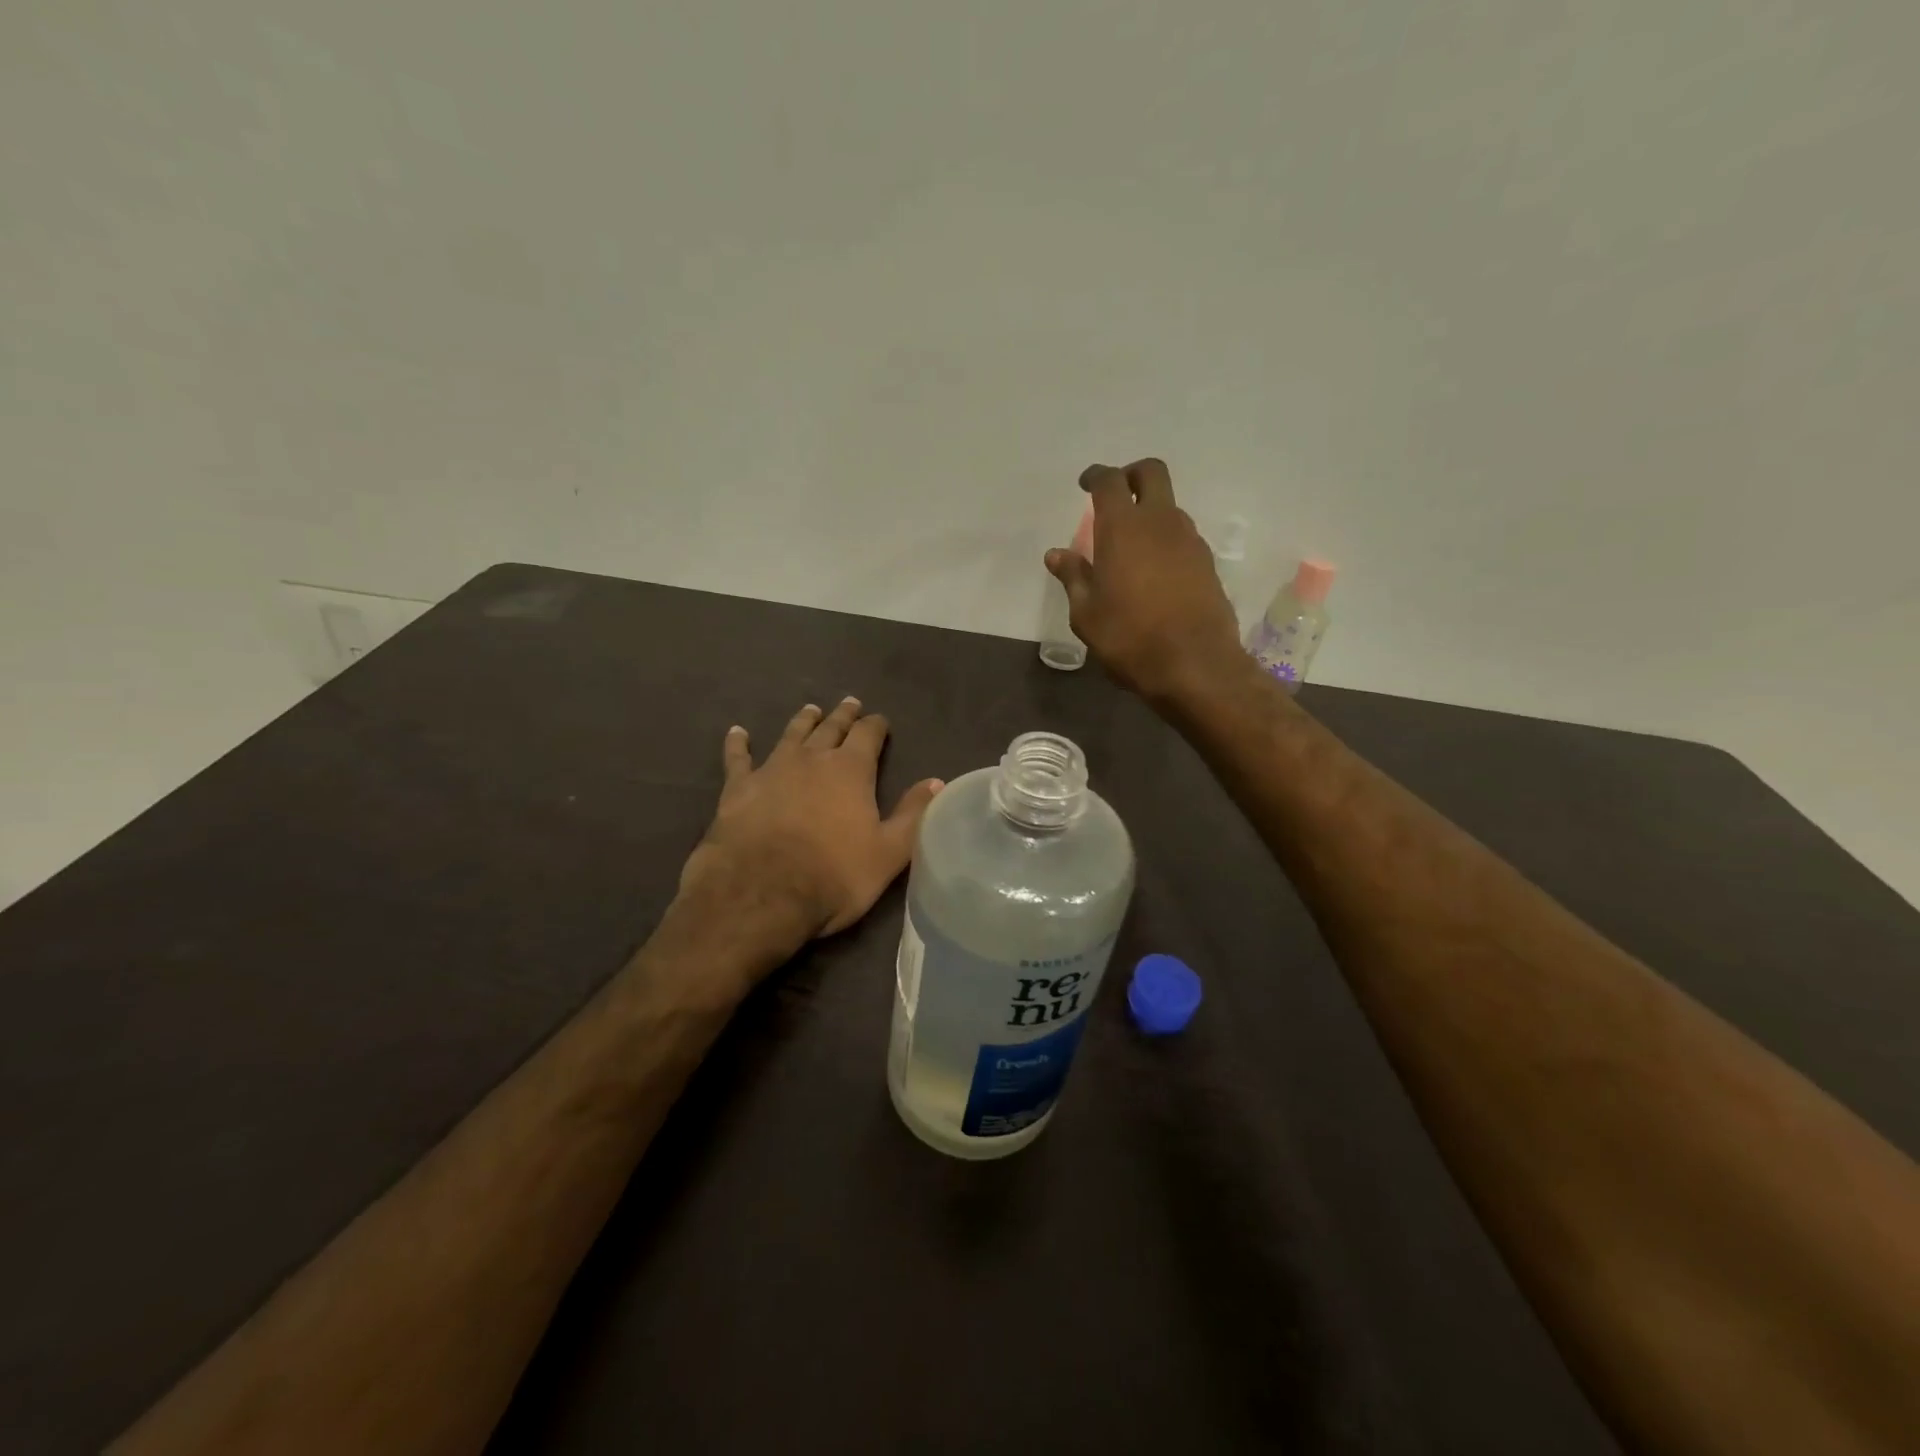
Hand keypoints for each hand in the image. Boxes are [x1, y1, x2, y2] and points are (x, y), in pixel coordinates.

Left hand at [679, 698, 943, 946]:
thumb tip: (936, 781)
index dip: (876, 726)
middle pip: (831, 728)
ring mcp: (771, 769)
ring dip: (803, 721)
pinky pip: (738, 758)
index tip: (880, 720)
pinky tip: (738, 733)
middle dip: (843, 716)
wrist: (760, 894)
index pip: (868, 735)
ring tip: (810, 709)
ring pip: (791, 735)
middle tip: (849, 703)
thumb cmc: (833, 876)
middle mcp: (812, 759)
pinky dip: (738, 744)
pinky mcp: (738, 788)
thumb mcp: (888, 853)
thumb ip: (912, 814)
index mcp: (851, 770)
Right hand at [1045, 459, 1247, 703]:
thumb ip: (1073, 577)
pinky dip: (1165, 540)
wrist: (1195, 665)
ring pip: (1169, 507)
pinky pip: (1182, 536)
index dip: (1096, 476)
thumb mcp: (1087, 614)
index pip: (1109, 481)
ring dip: (1150, 512)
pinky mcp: (1207, 562)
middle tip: (1115, 495)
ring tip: (1131, 545)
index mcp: (1122, 528)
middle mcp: (1160, 522)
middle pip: (1151, 473)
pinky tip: (1154, 571)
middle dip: (1131, 474)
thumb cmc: (1129, 638)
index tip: (1085, 483)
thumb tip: (1056, 554)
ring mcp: (1189, 540)